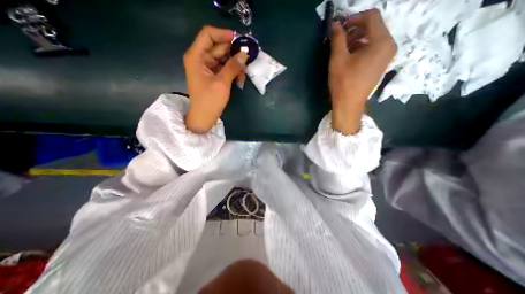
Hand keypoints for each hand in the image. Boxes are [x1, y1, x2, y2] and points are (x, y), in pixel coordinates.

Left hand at [183, 26, 248, 133]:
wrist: (204, 118)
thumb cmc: (210, 101)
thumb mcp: (222, 82)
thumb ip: (233, 67)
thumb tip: (244, 54)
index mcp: (196, 56)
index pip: (208, 35)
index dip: (224, 34)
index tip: (239, 40)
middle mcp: (200, 59)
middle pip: (218, 47)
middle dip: (233, 52)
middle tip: (247, 58)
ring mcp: (207, 68)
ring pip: (223, 58)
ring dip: (234, 64)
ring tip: (244, 74)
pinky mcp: (212, 76)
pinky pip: (224, 68)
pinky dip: (232, 72)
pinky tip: (239, 79)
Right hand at [330, 8, 395, 134]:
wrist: (349, 104)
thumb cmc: (343, 82)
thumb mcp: (338, 59)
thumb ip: (338, 38)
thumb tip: (335, 24)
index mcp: (382, 41)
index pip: (372, 17)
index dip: (354, 18)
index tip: (340, 26)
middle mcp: (389, 45)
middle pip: (374, 27)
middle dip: (355, 29)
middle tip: (339, 38)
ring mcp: (386, 56)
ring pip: (373, 38)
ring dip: (357, 39)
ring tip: (342, 49)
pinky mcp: (381, 64)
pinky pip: (373, 48)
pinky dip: (361, 48)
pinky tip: (350, 57)